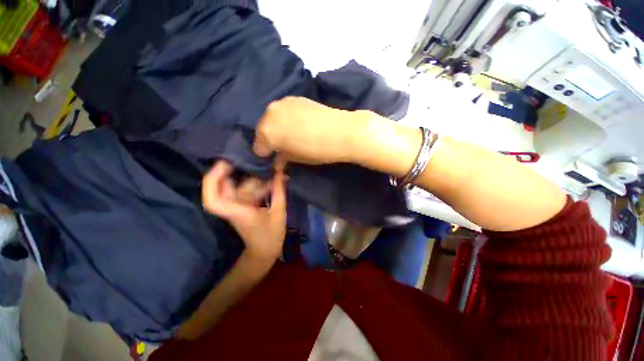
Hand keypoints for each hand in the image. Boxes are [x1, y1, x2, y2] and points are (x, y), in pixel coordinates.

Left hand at [202, 161, 286, 259]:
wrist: (264, 251)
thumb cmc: (271, 235)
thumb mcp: (279, 212)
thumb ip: (279, 191)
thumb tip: (280, 172)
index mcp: (238, 212)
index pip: (213, 199)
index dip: (212, 180)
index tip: (224, 163)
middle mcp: (233, 207)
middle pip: (224, 186)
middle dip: (234, 169)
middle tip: (250, 157)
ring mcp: (237, 206)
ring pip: (238, 186)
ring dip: (251, 176)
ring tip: (269, 168)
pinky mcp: (243, 206)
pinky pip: (245, 190)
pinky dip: (256, 183)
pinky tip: (269, 178)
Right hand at [254, 97, 359, 164]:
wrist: (340, 131)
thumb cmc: (316, 151)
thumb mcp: (296, 159)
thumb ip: (283, 158)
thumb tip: (278, 161)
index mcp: (267, 132)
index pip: (258, 146)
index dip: (265, 153)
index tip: (272, 158)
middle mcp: (270, 113)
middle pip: (264, 128)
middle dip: (270, 138)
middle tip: (281, 146)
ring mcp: (283, 102)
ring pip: (274, 117)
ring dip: (278, 126)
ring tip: (290, 134)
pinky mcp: (296, 98)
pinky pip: (285, 110)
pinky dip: (288, 118)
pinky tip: (298, 123)